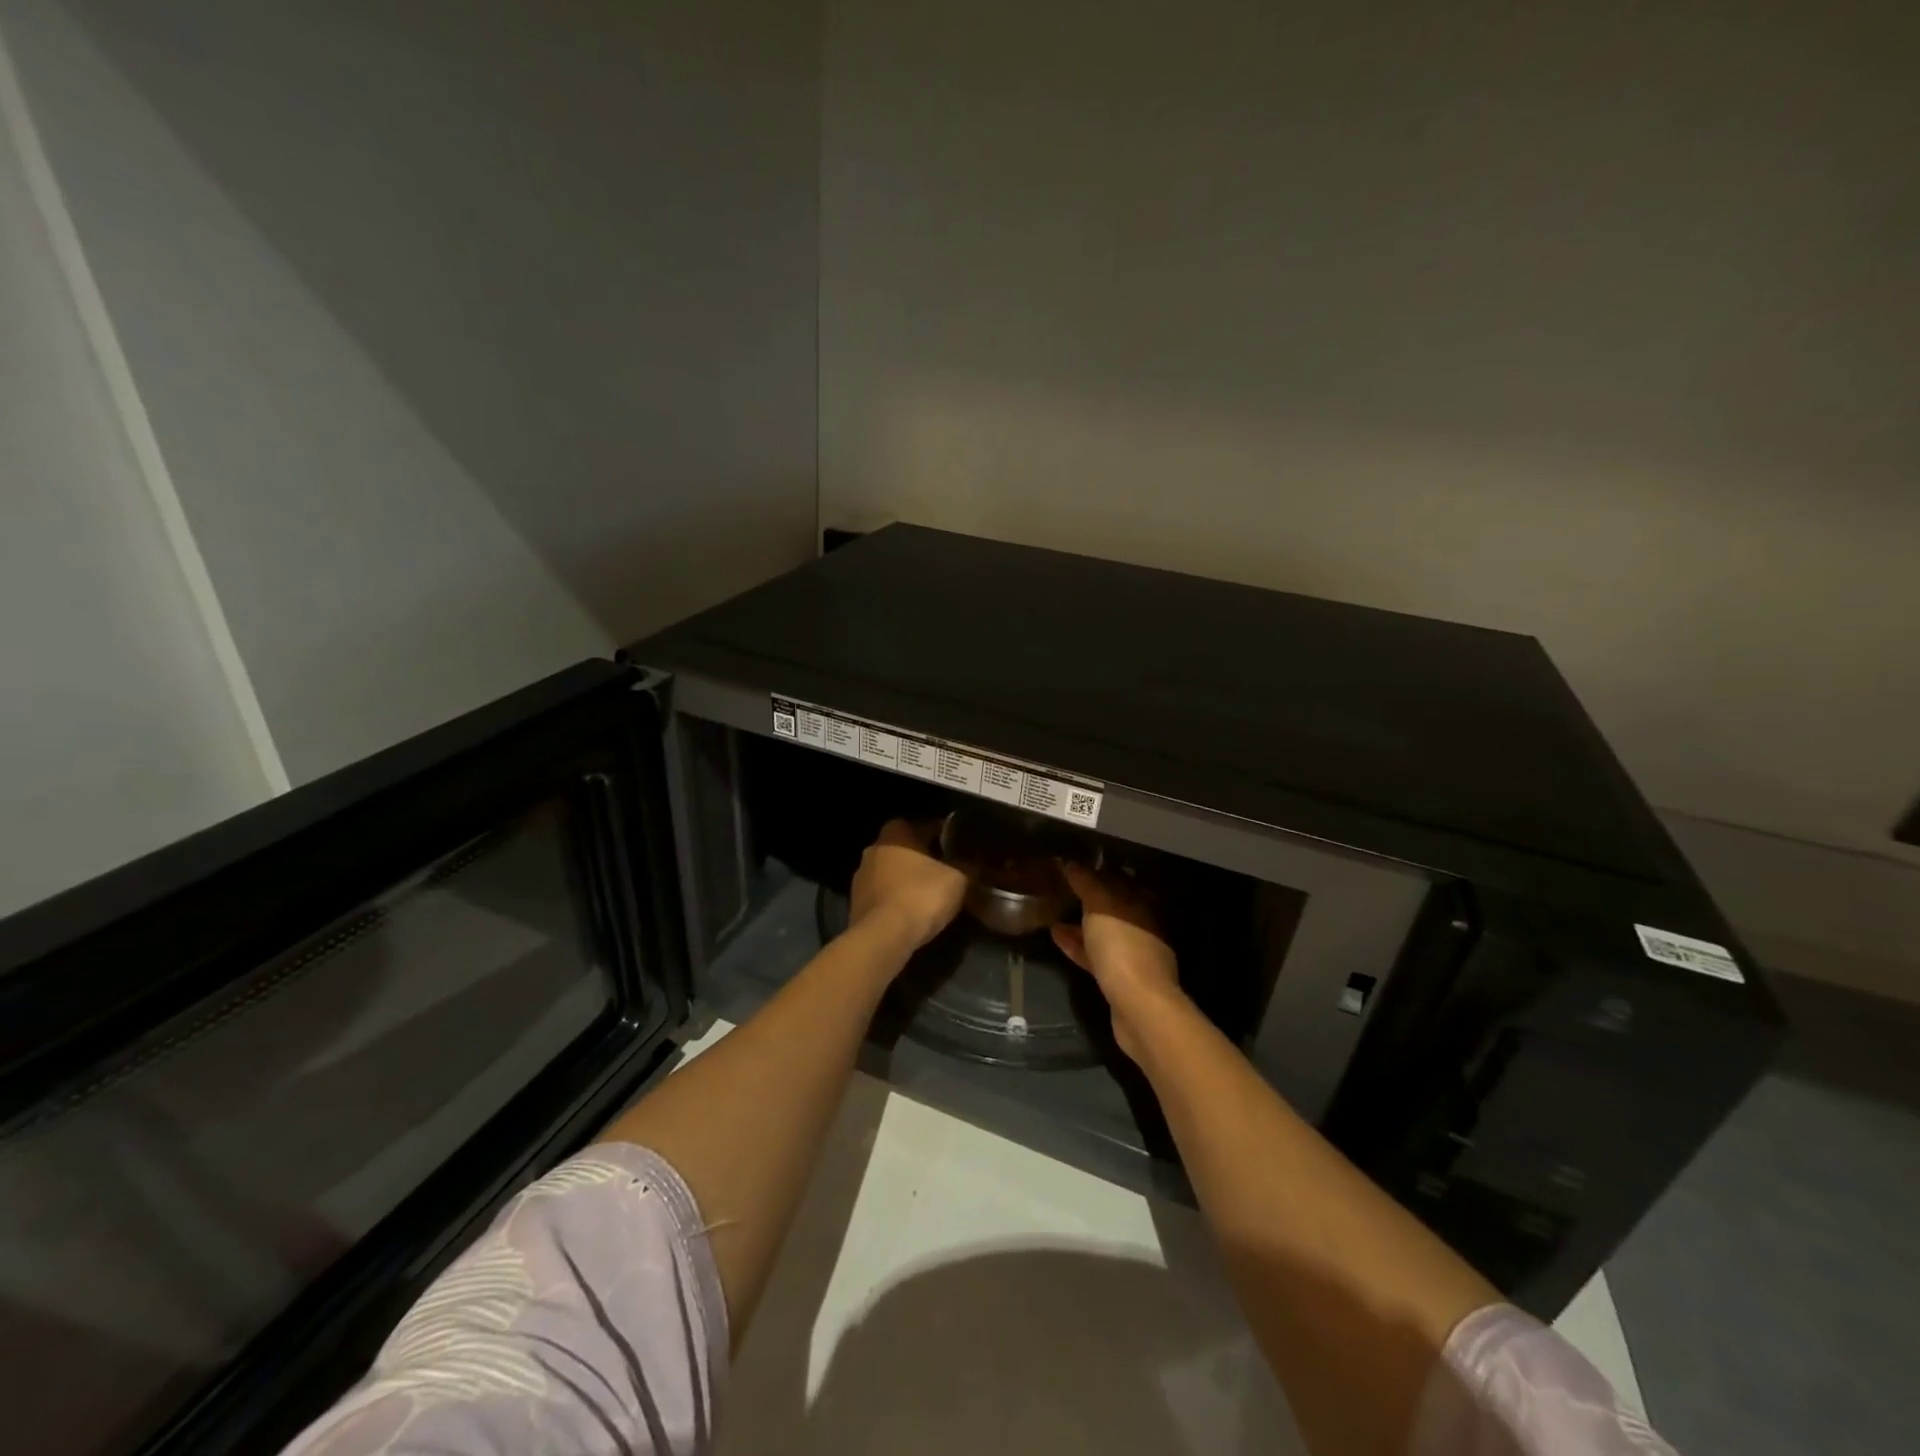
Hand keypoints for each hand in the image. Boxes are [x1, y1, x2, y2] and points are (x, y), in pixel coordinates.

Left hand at [848, 819, 967, 958]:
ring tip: (931, 894)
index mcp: (896, 833)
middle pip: (905, 848)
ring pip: (892, 872)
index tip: (959, 849)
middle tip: (946, 871)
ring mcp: (861, 877)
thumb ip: (967, 866)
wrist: (883, 937)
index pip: (924, 825)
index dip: (944, 836)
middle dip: (924, 858)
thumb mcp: (957, 880)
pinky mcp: (856, 903)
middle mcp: (874, 848)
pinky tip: (913, 912)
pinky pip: (884, 894)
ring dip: (908, 880)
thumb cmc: (921, 896)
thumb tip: (973, 862)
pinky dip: (897, 899)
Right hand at [1052, 862, 1183, 1060]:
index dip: (1097, 872)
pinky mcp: (1120, 980)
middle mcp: (1142, 927)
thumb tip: (1073, 863)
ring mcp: (1133, 955)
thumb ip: (1087, 883)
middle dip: (1089, 898)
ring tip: (1054, 914)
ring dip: (1080, 923)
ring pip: (1104, 933)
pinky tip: (1057, 938)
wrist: (1138, 1006)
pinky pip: (1096, 956)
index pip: (1119, 880)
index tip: (1073, 866)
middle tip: (1063, 888)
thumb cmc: (1122, 947)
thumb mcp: (1100, 906)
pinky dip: (1078, 945)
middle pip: (1113, 907)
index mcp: (1142, 905)